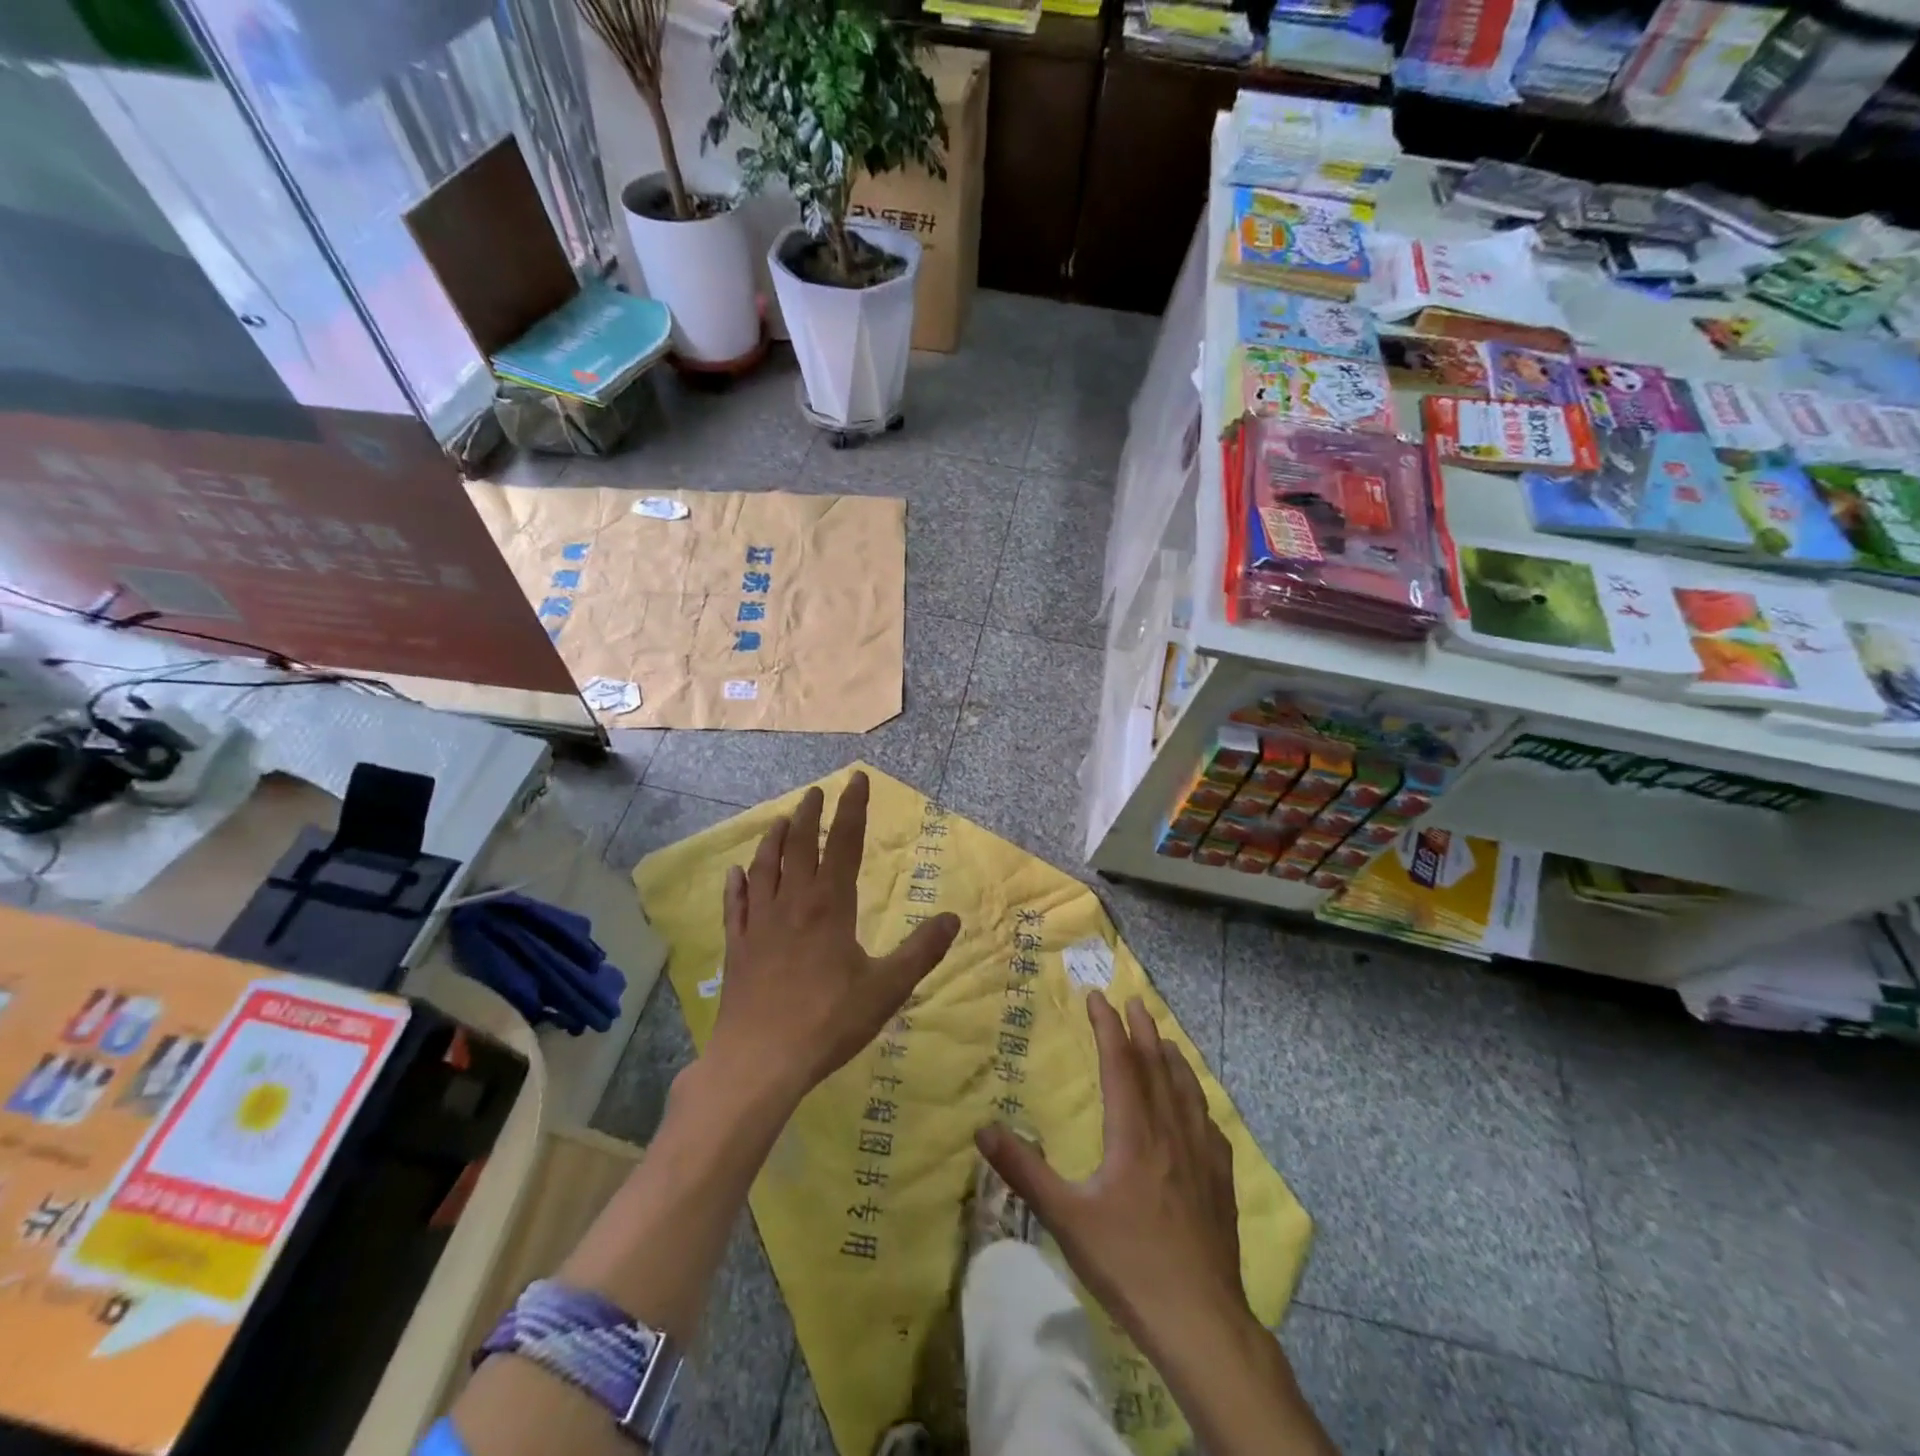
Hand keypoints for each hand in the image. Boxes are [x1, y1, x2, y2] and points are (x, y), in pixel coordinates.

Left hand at [709, 772, 960, 1105]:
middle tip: (815, 792)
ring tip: (779, 820)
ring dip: (773, 841)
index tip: (856, 779)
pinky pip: (736, 906)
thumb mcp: (887, 988)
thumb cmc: (829, 1022)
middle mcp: (793, 903)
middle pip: (800, 846)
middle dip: (810, 815)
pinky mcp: (737, 948)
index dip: (853, 809)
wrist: (760, 1060)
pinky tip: (736, 874)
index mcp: (830, 906)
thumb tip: (953, 918)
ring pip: (765, 869)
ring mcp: (760, 924)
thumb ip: (921, 952)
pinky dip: (737, 885)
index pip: (846, 844)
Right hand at [976, 992, 1251, 1359]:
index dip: (1108, 1027)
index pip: (1120, 1063)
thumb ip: (1024, 1171)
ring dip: (1173, 1058)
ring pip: (1187, 1091)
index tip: (1097, 998)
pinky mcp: (1220, 1182)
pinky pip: (1209, 1125)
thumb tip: (982, 1128)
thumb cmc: (1128, 1264)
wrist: (1200, 1321)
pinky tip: (1198, 1108)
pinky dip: (1198, 1101)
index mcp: (1133, 1133)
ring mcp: (1201, 1156)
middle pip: (1157, 1067)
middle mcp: (1170, 1132)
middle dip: (1143, 1030)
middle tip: (1134, 1001)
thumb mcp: (1065, 1218)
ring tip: (1165, 1039)